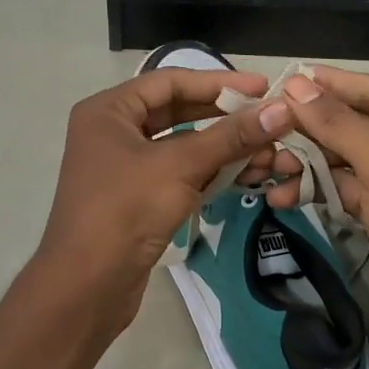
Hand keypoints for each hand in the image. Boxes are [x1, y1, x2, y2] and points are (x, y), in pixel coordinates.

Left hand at [34, 67, 293, 337]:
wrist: (86, 286)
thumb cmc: (125, 210)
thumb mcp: (180, 166)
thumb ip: (231, 136)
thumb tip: (282, 109)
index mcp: (109, 110)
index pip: (170, 82)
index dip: (219, 82)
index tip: (263, 87)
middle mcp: (112, 131)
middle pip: (177, 111)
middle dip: (224, 117)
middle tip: (269, 118)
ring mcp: (123, 167)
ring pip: (181, 145)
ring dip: (222, 148)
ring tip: (266, 151)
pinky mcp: (136, 198)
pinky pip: (178, 173)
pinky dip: (209, 172)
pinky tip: (244, 175)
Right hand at [264, 67, 368, 368]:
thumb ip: (341, 125)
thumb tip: (296, 86)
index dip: (331, 84)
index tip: (286, 78)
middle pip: (356, 124)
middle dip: (312, 127)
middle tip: (267, 127)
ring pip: (343, 159)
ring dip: (307, 162)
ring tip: (270, 167)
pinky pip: (342, 190)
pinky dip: (314, 190)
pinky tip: (283, 197)